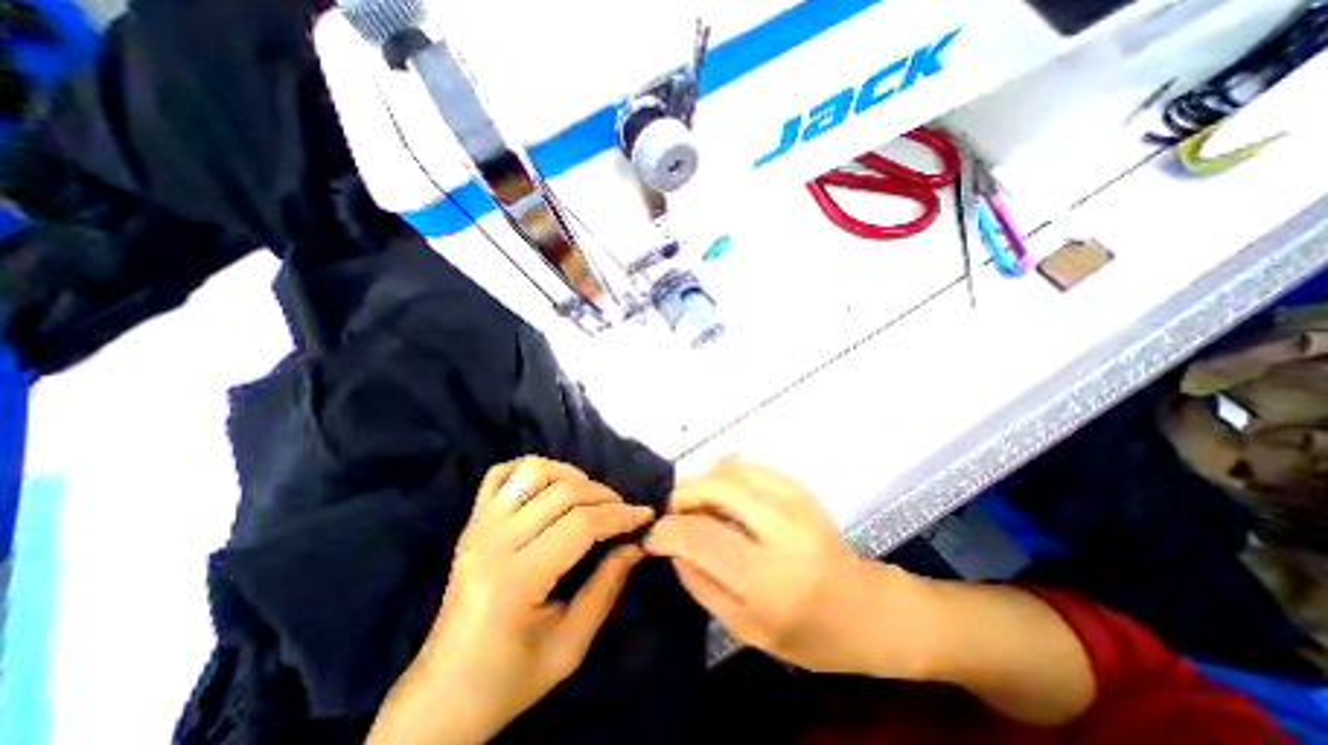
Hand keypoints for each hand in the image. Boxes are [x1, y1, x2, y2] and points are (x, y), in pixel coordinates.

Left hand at [367, 455, 651, 744]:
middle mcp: (492, 543)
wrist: (442, 696)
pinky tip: (550, 488)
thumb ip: (607, 588)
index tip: (645, 516)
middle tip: (623, 513)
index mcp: (514, 580)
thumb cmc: (509, 680)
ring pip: (532, 471)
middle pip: (562, 493)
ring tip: (589, 498)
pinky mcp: (471, 524)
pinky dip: (530, 470)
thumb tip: (636, 545)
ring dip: (570, 476)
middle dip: (604, 496)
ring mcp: (477, 528)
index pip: (580, 525)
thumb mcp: (570, 647)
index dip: (620, 516)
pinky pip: (500, 475)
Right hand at [645, 459, 914, 674]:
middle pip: (718, 487)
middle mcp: (785, 531)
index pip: (702, 537)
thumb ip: (700, 583)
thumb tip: (671, 545)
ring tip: (697, 504)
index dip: (669, 529)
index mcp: (771, 580)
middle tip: (674, 512)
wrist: (866, 608)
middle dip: (684, 494)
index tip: (653, 534)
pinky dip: (725, 473)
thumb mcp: (746, 627)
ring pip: (733, 468)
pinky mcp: (801, 488)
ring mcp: (797, 502)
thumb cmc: (807, 633)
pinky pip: (750, 466)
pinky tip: (721, 494)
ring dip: (703, 481)